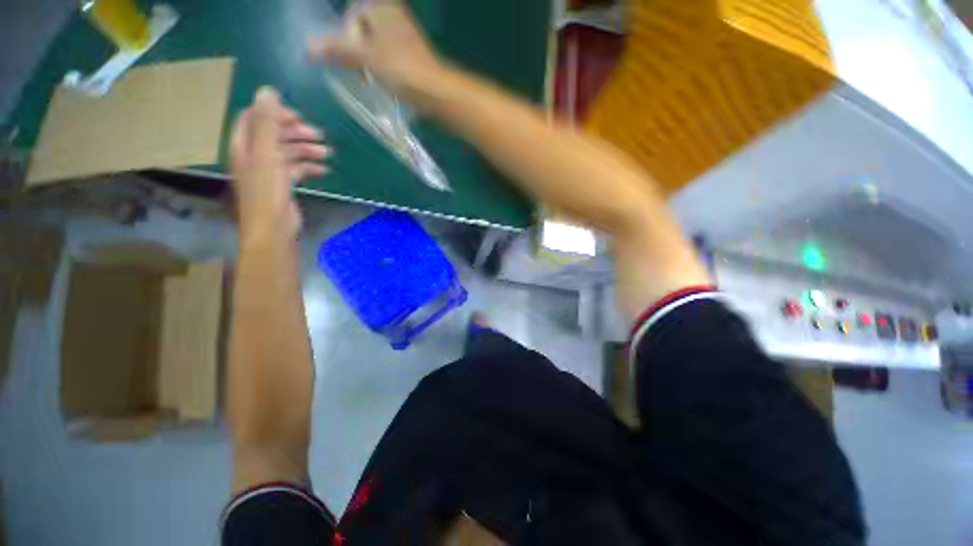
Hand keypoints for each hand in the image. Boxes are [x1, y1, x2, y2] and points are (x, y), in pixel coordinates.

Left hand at [230, 87, 330, 238]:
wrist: (273, 229)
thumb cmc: (267, 192)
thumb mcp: (267, 154)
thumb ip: (266, 123)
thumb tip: (267, 90)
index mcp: (243, 145)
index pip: (253, 118)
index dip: (273, 113)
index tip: (297, 117)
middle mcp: (253, 155)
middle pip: (274, 135)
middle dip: (296, 132)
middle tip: (319, 135)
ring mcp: (268, 171)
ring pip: (287, 152)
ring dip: (306, 150)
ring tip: (327, 153)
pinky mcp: (282, 186)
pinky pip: (296, 169)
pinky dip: (309, 167)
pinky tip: (323, 170)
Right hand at [307, 0, 444, 99]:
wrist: (436, 92)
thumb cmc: (400, 69)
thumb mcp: (364, 57)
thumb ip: (337, 50)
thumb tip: (308, 47)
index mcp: (382, 8)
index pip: (353, 17)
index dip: (347, 38)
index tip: (351, 57)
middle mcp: (395, 18)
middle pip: (365, 33)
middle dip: (359, 53)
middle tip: (361, 73)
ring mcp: (407, 38)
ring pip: (378, 48)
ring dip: (371, 65)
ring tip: (373, 82)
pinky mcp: (415, 58)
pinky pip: (392, 60)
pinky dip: (385, 71)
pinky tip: (387, 85)